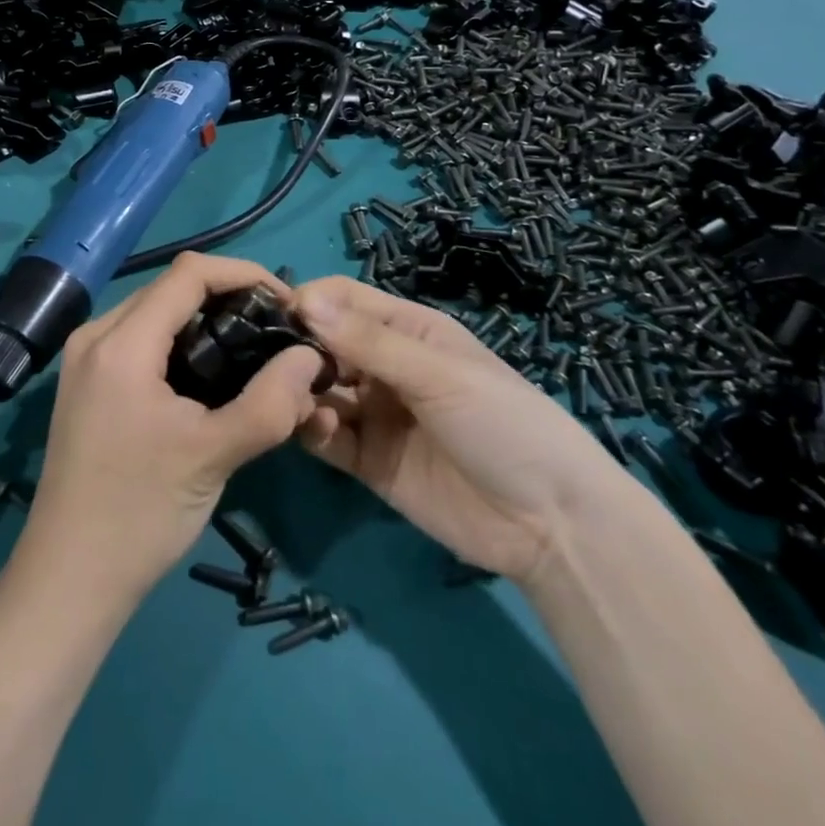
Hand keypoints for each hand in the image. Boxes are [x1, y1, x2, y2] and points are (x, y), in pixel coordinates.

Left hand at [11, 253, 329, 608]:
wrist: (68, 578)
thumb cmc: (140, 513)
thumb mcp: (214, 456)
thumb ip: (270, 403)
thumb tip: (310, 356)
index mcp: (121, 342)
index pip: (189, 273)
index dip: (243, 274)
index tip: (286, 303)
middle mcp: (96, 335)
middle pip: (171, 289)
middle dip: (228, 298)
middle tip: (274, 331)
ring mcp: (85, 358)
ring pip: (155, 313)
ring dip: (204, 321)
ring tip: (250, 351)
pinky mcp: (86, 382)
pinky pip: (140, 340)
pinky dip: (179, 343)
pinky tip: (209, 375)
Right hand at [293, 277, 628, 582]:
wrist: (552, 525)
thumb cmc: (503, 424)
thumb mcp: (438, 374)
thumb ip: (369, 341)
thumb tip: (304, 300)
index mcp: (407, 330)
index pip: (344, 299)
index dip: (310, 302)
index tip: (275, 316)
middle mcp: (384, 366)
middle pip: (324, 343)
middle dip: (297, 349)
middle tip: (273, 364)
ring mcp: (375, 414)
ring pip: (319, 389)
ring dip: (300, 390)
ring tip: (292, 399)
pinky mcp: (368, 460)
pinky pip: (326, 437)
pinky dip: (312, 430)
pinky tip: (315, 431)